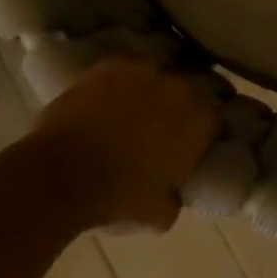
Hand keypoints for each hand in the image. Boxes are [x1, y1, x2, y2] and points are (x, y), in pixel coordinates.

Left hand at [10, 57, 221, 233]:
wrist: (60, 177)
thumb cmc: (118, 199)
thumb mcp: (162, 213)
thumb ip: (177, 194)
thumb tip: (173, 190)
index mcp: (201, 120)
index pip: (216, 119)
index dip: (205, 132)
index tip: (192, 145)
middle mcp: (180, 86)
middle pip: (190, 90)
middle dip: (181, 105)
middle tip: (164, 126)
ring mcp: (145, 70)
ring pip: (158, 75)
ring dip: (152, 89)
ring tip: (134, 110)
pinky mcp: (111, 64)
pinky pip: (125, 70)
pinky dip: (121, 82)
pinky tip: (108, 99)